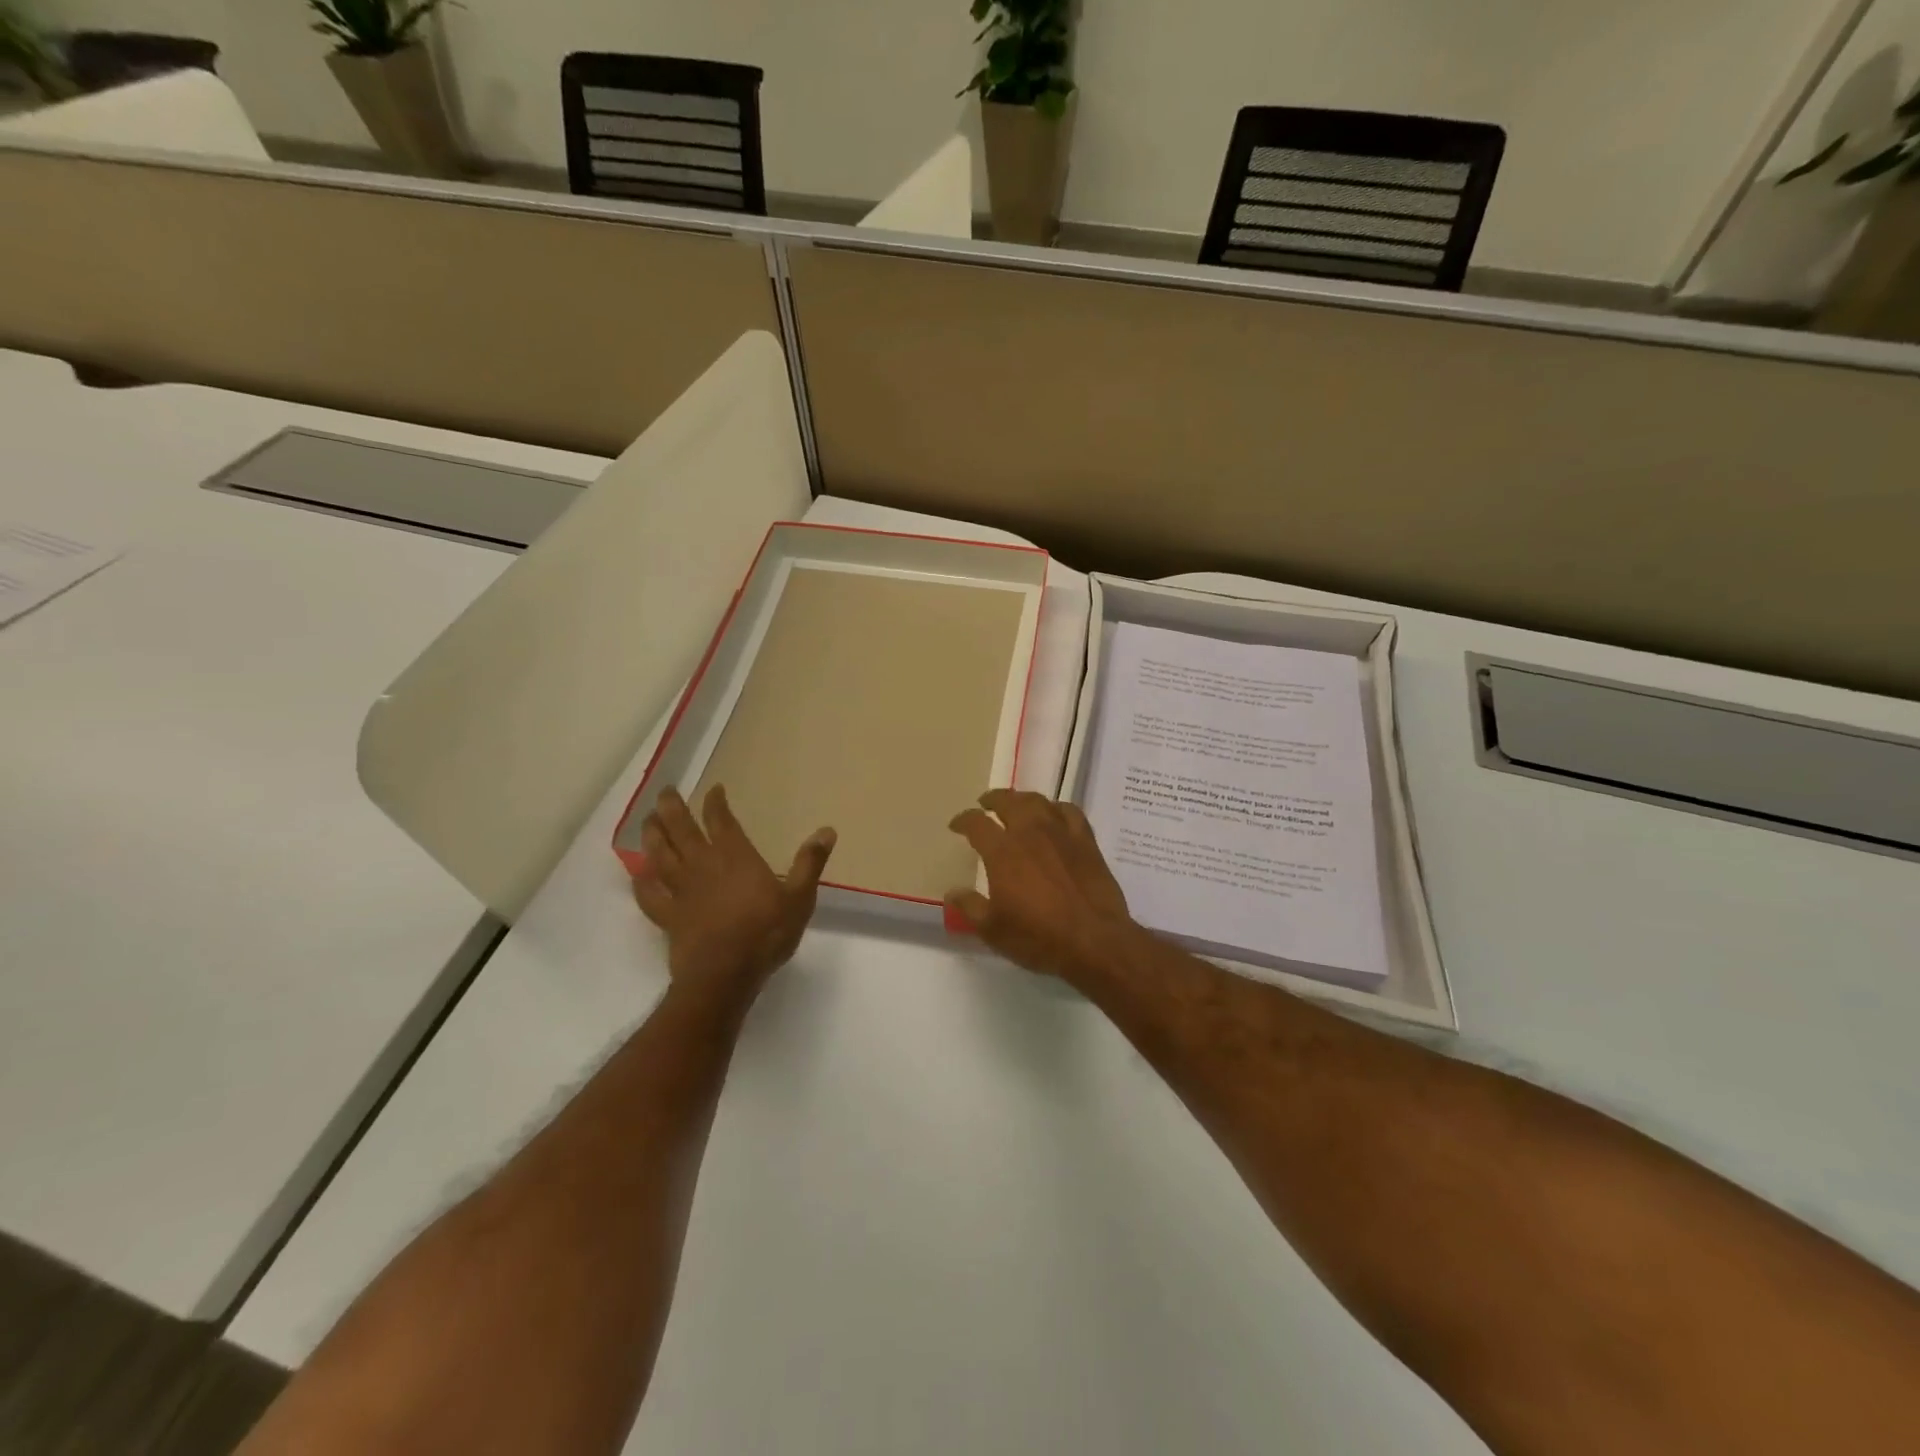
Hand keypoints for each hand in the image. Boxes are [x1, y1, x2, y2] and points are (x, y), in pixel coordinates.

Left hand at [631, 785, 835, 1005]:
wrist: (725, 975)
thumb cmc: (766, 933)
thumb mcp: (799, 897)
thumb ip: (810, 862)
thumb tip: (827, 830)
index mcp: (734, 856)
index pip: (720, 820)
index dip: (715, 802)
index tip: (714, 789)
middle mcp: (703, 865)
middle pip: (682, 829)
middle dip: (673, 807)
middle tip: (666, 792)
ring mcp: (681, 890)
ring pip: (660, 855)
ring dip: (653, 835)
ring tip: (648, 820)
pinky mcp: (668, 916)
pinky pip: (650, 895)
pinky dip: (642, 882)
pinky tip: (639, 875)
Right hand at [946, 789, 1138, 983]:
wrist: (1094, 940)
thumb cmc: (1038, 937)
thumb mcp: (992, 930)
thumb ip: (969, 907)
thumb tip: (953, 891)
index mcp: (1002, 851)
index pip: (977, 823)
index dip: (963, 820)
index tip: (956, 825)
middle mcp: (1030, 832)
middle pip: (1008, 801)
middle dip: (993, 799)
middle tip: (985, 803)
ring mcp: (1061, 833)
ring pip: (1038, 801)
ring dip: (1022, 799)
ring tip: (1016, 804)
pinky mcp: (1086, 841)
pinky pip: (1070, 811)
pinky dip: (1057, 808)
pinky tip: (1054, 814)